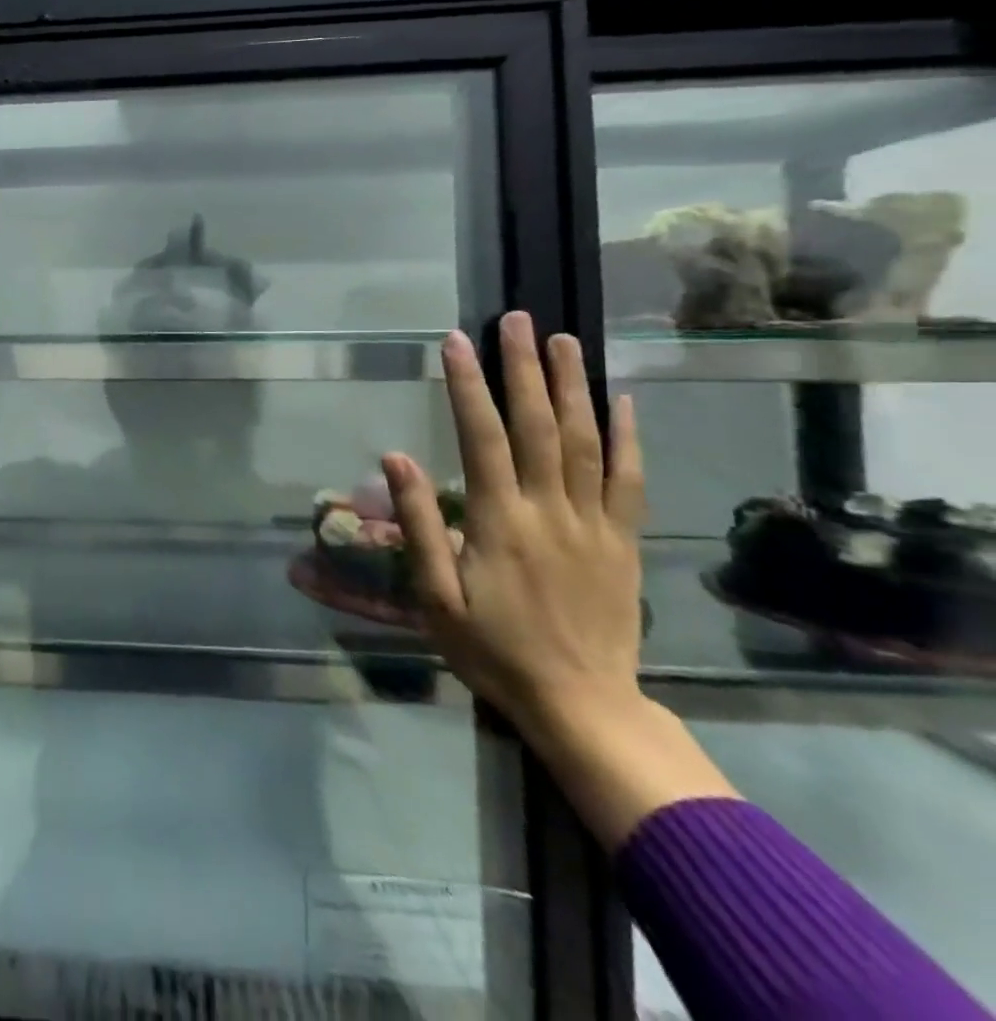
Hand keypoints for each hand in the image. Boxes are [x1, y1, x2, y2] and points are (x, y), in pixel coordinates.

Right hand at [382, 312, 644, 742]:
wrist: (582, 705)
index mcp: (499, 521)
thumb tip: (397, 457)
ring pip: (585, 440)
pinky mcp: (623, 541)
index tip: (456, 341)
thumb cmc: (493, 650)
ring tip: (562, 340)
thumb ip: (419, 524)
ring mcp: (593, 523)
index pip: (481, 436)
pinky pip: (629, 479)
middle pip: (537, 425)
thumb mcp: (435, 597)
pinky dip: (628, 436)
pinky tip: (621, 400)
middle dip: (524, 368)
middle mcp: (549, 510)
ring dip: (572, 386)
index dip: (468, 385)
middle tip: (517, 320)